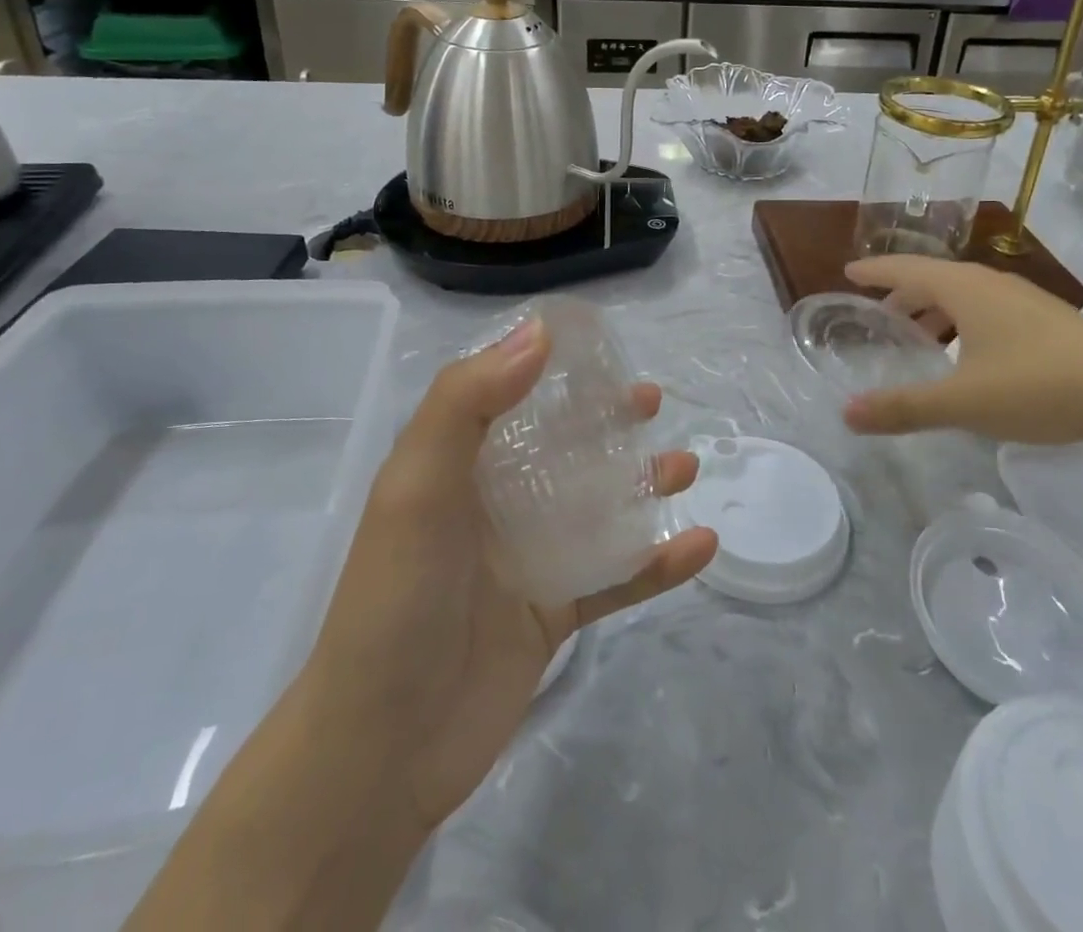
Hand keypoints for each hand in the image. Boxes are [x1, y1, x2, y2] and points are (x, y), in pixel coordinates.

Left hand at [305, 317, 717, 837]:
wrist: (381, 751)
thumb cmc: (397, 600)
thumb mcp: (418, 486)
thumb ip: (469, 403)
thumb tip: (539, 331)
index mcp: (456, 464)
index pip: (507, 395)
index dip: (550, 365)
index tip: (598, 345)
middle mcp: (493, 502)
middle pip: (561, 445)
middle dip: (606, 420)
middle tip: (650, 401)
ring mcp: (527, 557)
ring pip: (597, 506)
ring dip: (642, 484)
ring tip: (687, 465)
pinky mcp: (553, 611)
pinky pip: (616, 577)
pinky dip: (657, 561)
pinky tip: (700, 544)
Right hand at [839, 255, 1082, 447]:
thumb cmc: (1039, 387)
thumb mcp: (963, 402)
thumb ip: (904, 408)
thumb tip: (846, 414)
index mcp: (966, 290)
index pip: (907, 269)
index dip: (875, 271)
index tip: (849, 272)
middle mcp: (993, 285)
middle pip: (936, 279)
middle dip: (903, 293)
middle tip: (879, 313)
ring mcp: (1027, 301)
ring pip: (966, 295)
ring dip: (936, 309)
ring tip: (920, 336)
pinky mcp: (1051, 322)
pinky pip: (990, 309)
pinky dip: (964, 321)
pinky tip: (972, 355)